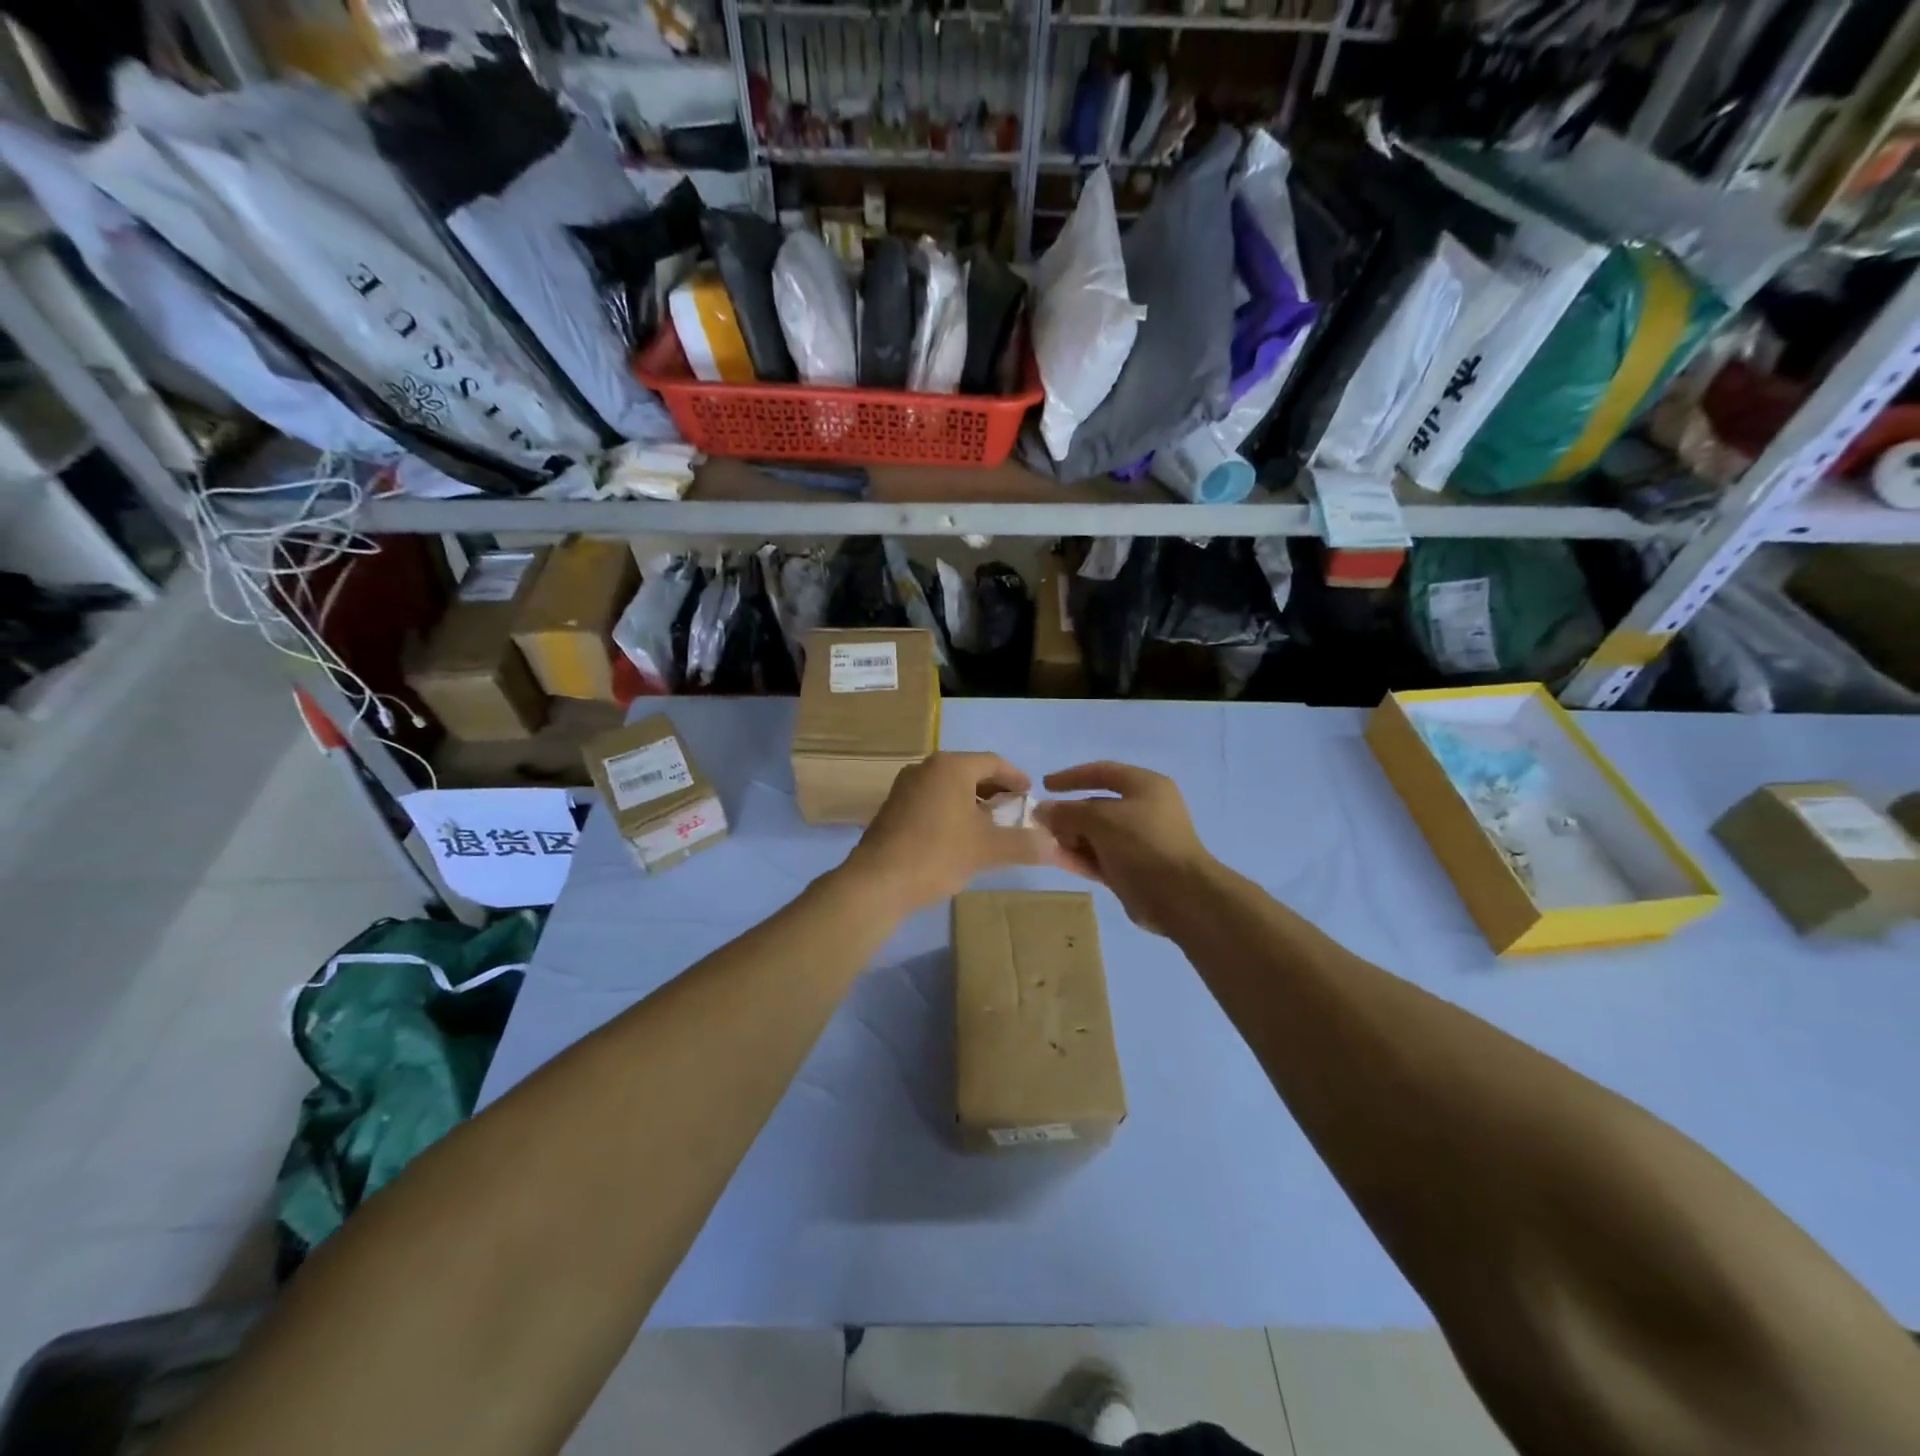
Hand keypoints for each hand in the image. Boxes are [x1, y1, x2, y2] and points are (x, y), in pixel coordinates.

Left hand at [843, 752, 1060, 914]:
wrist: (877, 881)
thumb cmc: (937, 854)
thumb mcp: (988, 850)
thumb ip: (1024, 844)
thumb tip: (1053, 845)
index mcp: (950, 767)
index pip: (993, 762)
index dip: (1016, 778)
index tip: (1030, 794)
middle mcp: (926, 768)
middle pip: (969, 772)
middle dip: (994, 790)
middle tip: (1013, 810)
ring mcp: (905, 787)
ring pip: (949, 787)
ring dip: (972, 802)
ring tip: (990, 825)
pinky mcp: (892, 808)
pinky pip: (931, 800)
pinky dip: (951, 811)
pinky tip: (959, 837)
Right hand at [1034, 762, 1218, 934]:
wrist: (1179, 896)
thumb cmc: (1142, 843)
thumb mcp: (1100, 819)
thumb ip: (1067, 812)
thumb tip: (1042, 810)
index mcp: (1145, 786)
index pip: (1102, 772)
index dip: (1072, 777)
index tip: (1045, 785)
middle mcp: (1145, 809)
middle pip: (1098, 805)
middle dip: (1069, 814)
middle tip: (1043, 825)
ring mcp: (1140, 841)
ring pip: (1097, 834)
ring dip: (1071, 837)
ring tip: (1046, 844)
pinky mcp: (1134, 869)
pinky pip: (1101, 857)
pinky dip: (1081, 857)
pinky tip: (1058, 860)